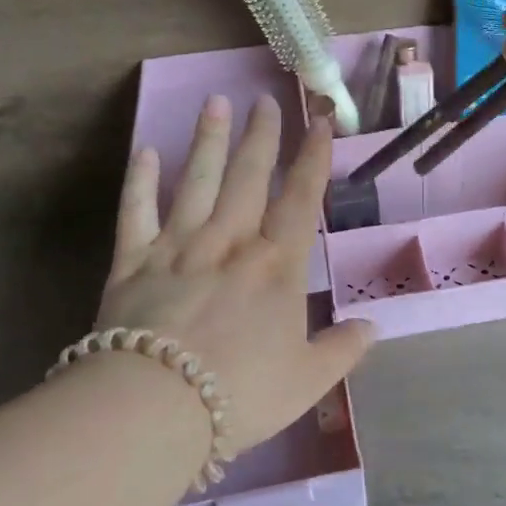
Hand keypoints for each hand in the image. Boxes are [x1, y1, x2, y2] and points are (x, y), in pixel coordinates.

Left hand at [97, 96, 374, 455]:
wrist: (155, 406)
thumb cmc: (241, 393)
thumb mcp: (308, 380)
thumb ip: (342, 350)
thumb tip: (372, 327)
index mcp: (276, 266)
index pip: (300, 200)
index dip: (313, 160)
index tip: (319, 124)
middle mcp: (230, 243)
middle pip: (248, 177)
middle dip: (260, 137)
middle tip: (264, 99)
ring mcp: (178, 247)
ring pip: (196, 181)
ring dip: (207, 140)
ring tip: (215, 102)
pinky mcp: (132, 262)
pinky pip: (137, 212)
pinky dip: (140, 180)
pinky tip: (146, 151)